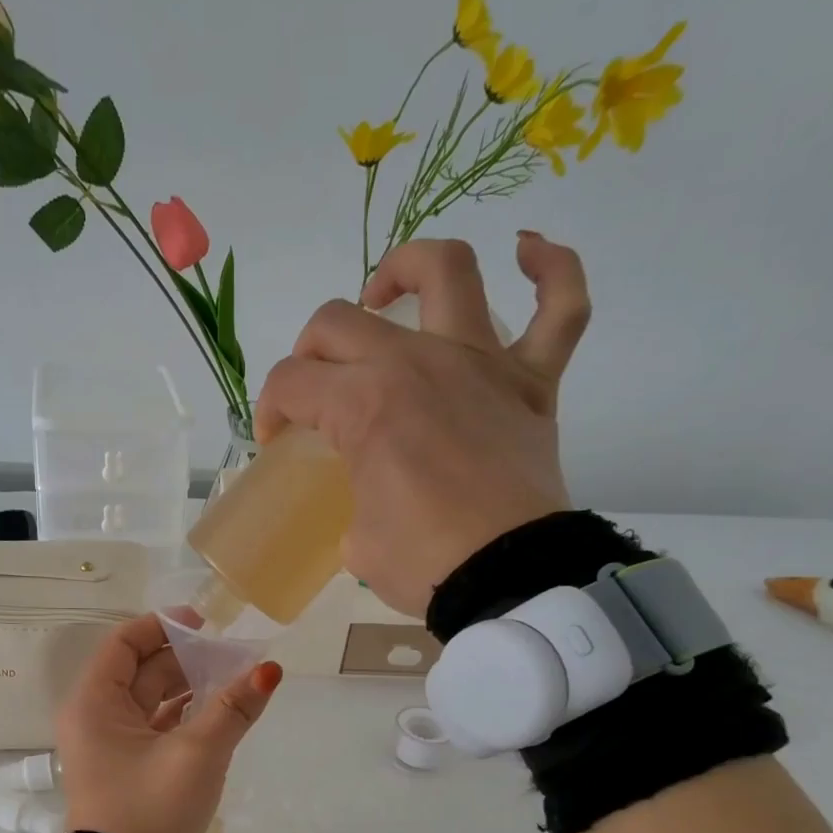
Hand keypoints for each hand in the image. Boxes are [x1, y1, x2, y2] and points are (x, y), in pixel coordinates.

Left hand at [55, 615, 282, 832]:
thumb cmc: (150, 809)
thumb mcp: (197, 755)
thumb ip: (232, 709)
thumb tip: (269, 670)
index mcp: (94, 703)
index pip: (123, 643)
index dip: (162, 626)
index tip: (205, 624)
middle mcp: (94, 717)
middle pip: (140, 669)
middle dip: (185, 658)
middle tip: (232, 655)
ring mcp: (108, 744)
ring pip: (150, 699)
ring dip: (188, 687)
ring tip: (233, 680)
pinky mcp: (125, 767)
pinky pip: (154, 726)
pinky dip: (183, 716)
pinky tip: (217, 713)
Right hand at [254, 234, 590, 615]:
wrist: (508, 579)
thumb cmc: (423, 563)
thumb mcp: (355, 541)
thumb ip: (352, 500)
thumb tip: (366, 497)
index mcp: (363, 405)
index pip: (292, 384)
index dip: (271, 410)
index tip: (276, 440)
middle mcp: (417, 363)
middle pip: (339, 322)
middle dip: (309, 352)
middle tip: (314, 388)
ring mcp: (481, 363)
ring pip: (447, 272)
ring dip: (407, 268)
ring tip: (386, 293)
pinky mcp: (533, 381)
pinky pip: (561, 305)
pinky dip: (550, 270)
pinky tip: (528, 253)